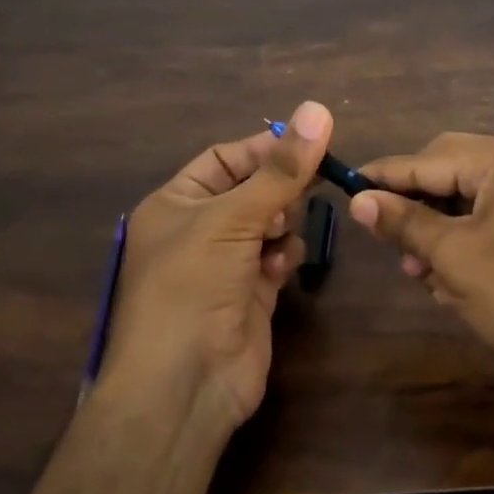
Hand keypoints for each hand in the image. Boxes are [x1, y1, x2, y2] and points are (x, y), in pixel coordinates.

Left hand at [96, 101, 331, 429]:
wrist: (184, 384)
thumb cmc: (192, 287)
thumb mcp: (233, 219)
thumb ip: (280, 170)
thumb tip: (318, 109)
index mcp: (175, 203)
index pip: (224, 158)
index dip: (265, 148)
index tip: (310, 143)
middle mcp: (197, 230)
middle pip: (251, 191)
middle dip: (280, 189)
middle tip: (316, 183)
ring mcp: (225, 265)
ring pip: (269, 225)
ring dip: (283, 224)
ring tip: (282, 235)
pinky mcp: (250, 295)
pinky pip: (276, 260)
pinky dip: (283, 258)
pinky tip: (281, 268)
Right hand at [347, 128, 493, 396]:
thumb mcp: (453, 257)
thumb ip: (404, 221)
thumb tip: (358, 199)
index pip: (428, 160)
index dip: (384, 176)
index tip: (346, 183)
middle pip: (452, 175)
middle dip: (419, 213)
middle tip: (389, 245)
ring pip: (473, 200)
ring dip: (443, 233)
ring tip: (420, 271)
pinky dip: (472, 240)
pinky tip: (452, 275)